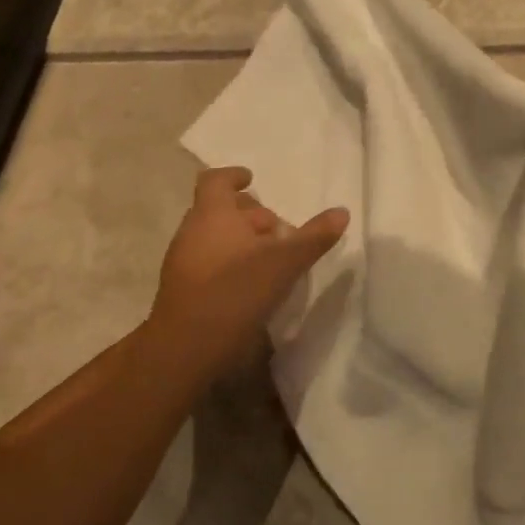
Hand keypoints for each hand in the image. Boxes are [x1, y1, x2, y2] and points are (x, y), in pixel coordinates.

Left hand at [148, 166, 348, 378]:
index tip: (252, 179)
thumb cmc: (236, 291)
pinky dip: (229, 261)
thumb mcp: (284, 262)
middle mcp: (192, 231)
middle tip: (276, 227)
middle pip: (216, 209)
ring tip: (269, 257)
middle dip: (247, 214)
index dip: (234, 176)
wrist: (186, 347)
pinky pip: (207, 261)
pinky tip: (251, 283)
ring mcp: (182, 261)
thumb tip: (342, 212)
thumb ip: (314, 236)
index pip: (216, 181)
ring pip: (212, 237)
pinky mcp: (182, 289)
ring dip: (239, 239)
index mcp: (212, 214)